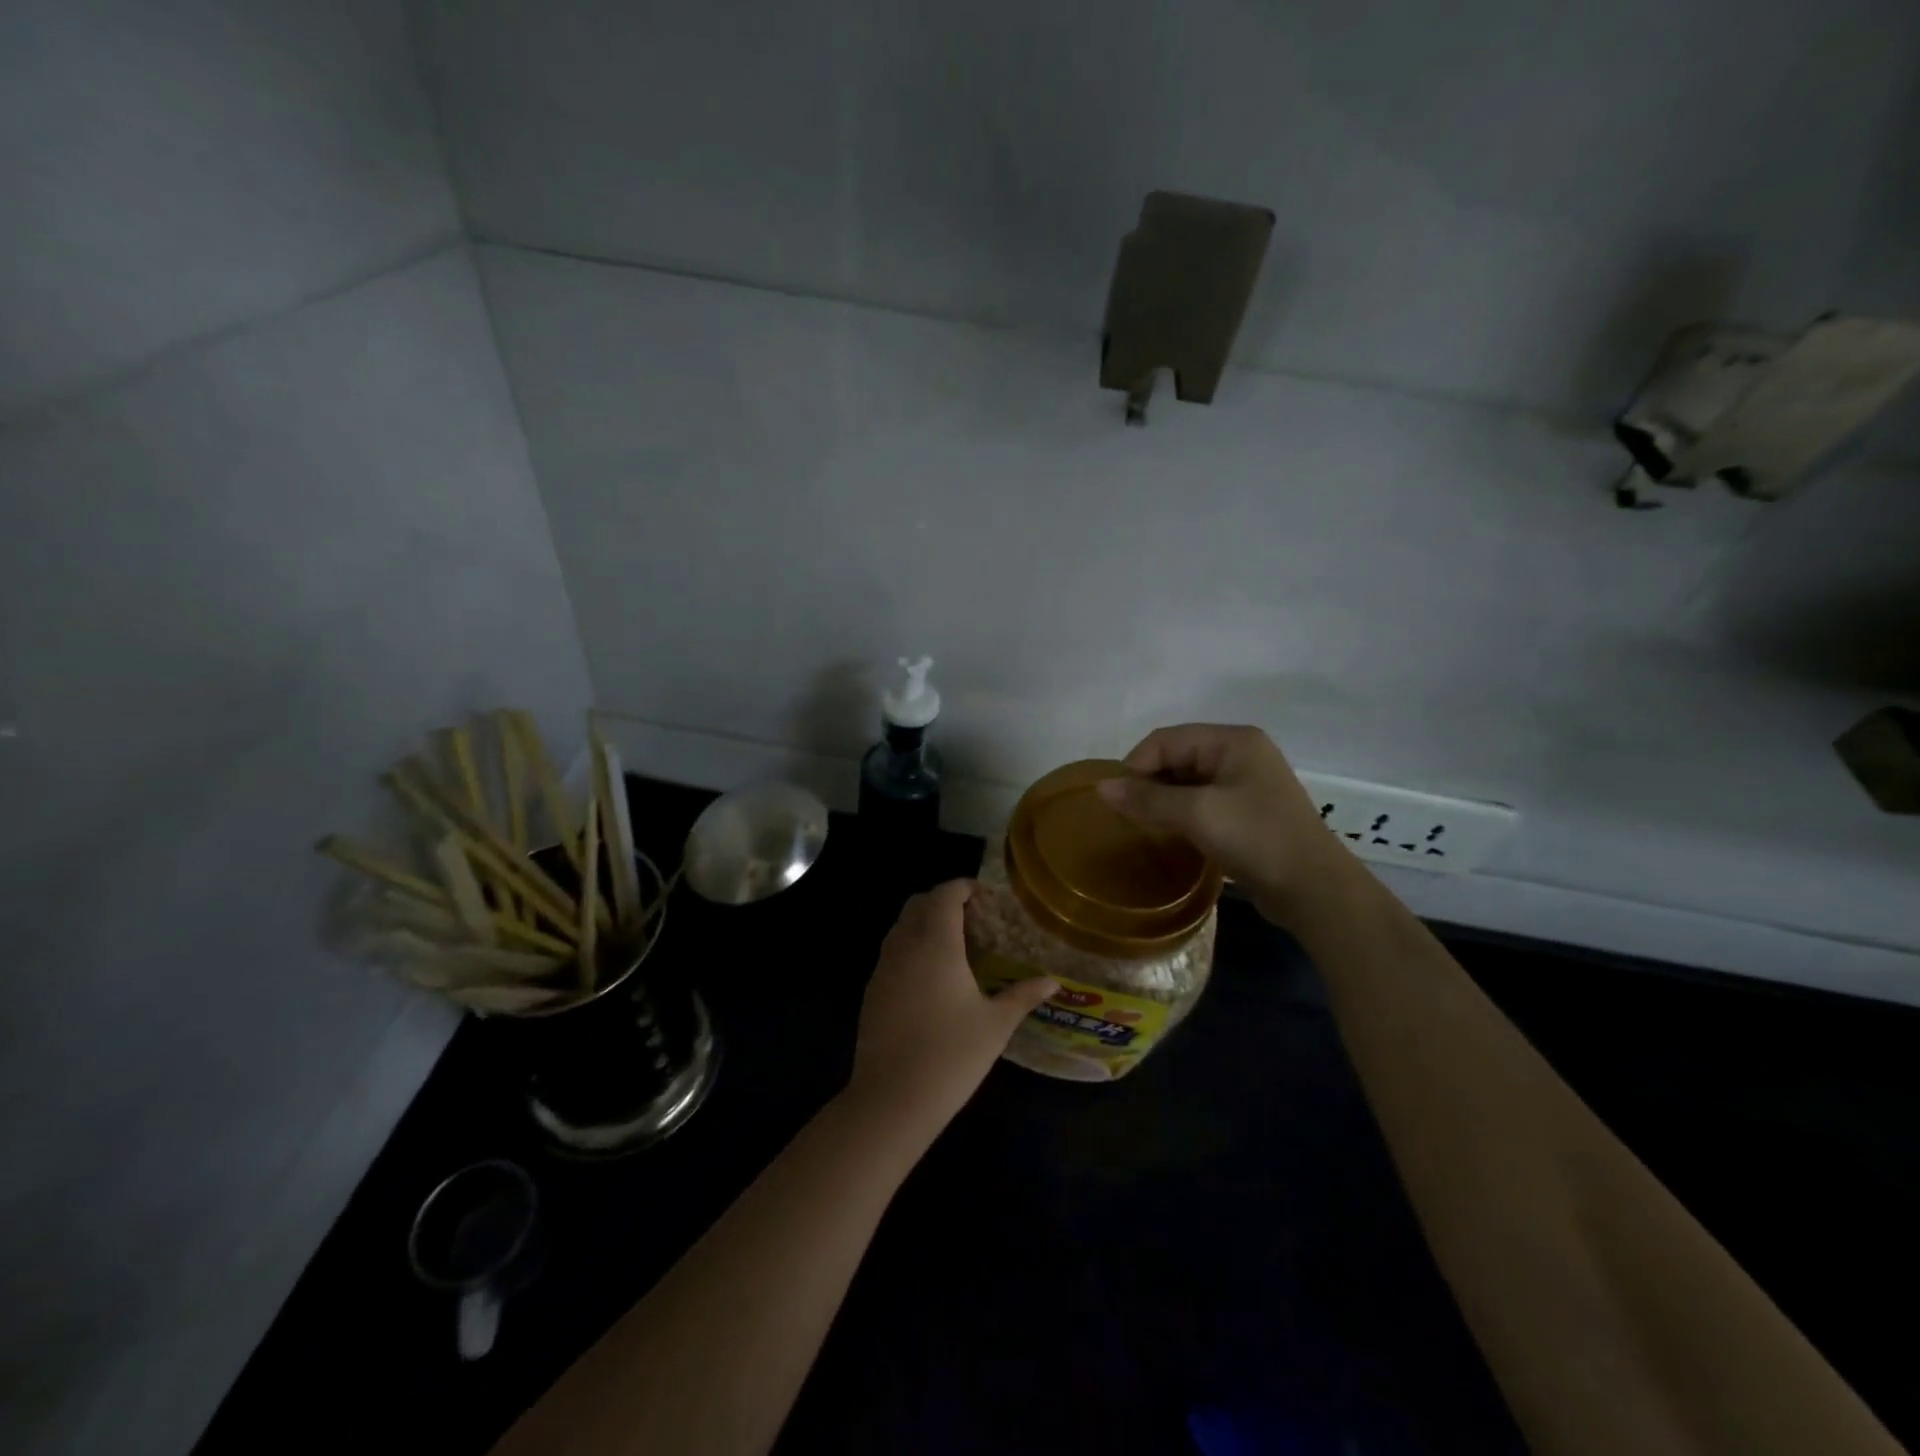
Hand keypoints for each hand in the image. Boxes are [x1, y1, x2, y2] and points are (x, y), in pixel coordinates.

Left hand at [845, 880, 1056, 1141]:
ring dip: (923, 923)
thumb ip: (1023, 995)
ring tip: (953, 945)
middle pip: (918, 903)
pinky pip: (891, 952)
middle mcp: (905, 945)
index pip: (945, 894)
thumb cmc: (951, 1055)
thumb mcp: (996, 1024)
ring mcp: (883, 967)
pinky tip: (930, 977)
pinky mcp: (872, 990)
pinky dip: (910, 947)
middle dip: (943, 901)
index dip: (964, 888)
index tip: (984, 897)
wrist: (892, 1098)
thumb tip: (1053, 981)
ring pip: (900, 926)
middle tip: (972, 918)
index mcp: (936, 943)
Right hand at [1096, 724, 1355, 923]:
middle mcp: (1240, 754)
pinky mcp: (1246, 813)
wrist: (1313, 889)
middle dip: (1148, 783)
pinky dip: (1179, 815)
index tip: (1117, 801)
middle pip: (1176, 758)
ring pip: (1186, 783)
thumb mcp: (1197, 813)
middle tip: (1126, 816)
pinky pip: (1201, 803)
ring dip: (1162, 801)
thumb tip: (1100, 787)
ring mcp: (1245, 784)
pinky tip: (1167, 835)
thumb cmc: (1256, 838)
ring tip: (1141, 826)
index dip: (1136, 765)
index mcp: (1232, 741)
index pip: (1166, 739)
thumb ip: (1147, 798)